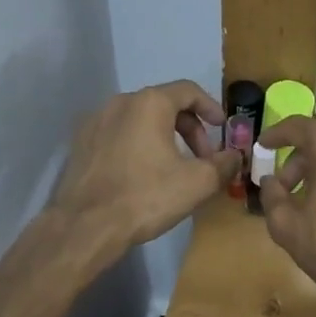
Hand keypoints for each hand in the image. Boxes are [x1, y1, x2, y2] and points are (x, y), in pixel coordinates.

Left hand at [52, 81, 238, 251]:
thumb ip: (223, 164)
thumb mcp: (198, 182)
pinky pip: (119, 134)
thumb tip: (235, 156)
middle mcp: (120, 102)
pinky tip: (143, 174)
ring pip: (140, 120)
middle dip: (190, 129)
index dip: (211, 107)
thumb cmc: (146, 197)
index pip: (188, 90)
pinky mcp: (80, 143)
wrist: (86, 225)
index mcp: (150, 103)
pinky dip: (139, 145)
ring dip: (164, 137)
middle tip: (203, 158)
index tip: (222, 128)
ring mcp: (95, 121)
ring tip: (174, 167)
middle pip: (164, 105)